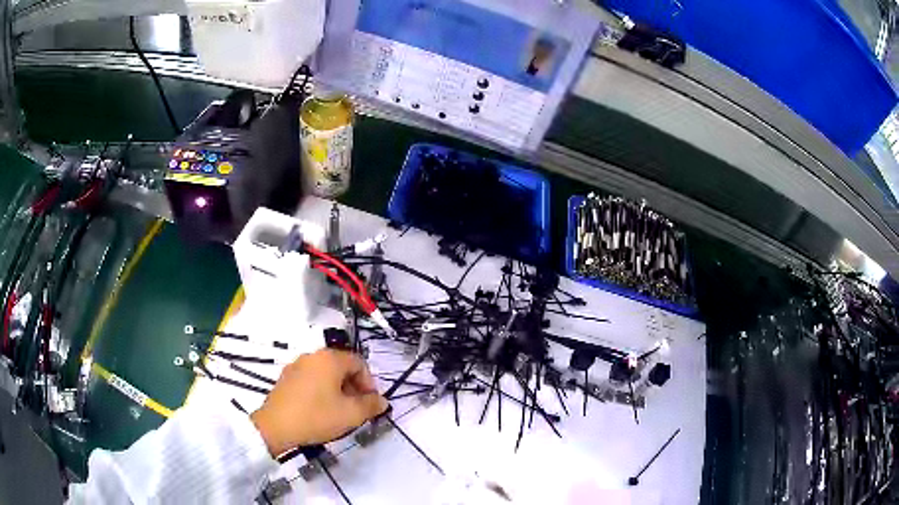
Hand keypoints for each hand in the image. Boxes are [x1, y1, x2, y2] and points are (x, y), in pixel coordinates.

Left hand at [250, 349, 387, 456]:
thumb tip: (382, 401)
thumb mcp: (350, 414)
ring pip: (326, 374)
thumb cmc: (316, 416)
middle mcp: (312, 356)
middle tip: (357, 409)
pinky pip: (311, 379)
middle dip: (354, 387)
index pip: (359, 363)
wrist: (276, 426)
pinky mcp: (286, 378)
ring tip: (339, 412)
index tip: (370, 403)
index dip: (369, 383)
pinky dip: (321, 390)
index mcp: (330, 358)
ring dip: (338, 390)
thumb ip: (371, 405)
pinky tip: (320, 410)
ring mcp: (296, 366)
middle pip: (342, 366)